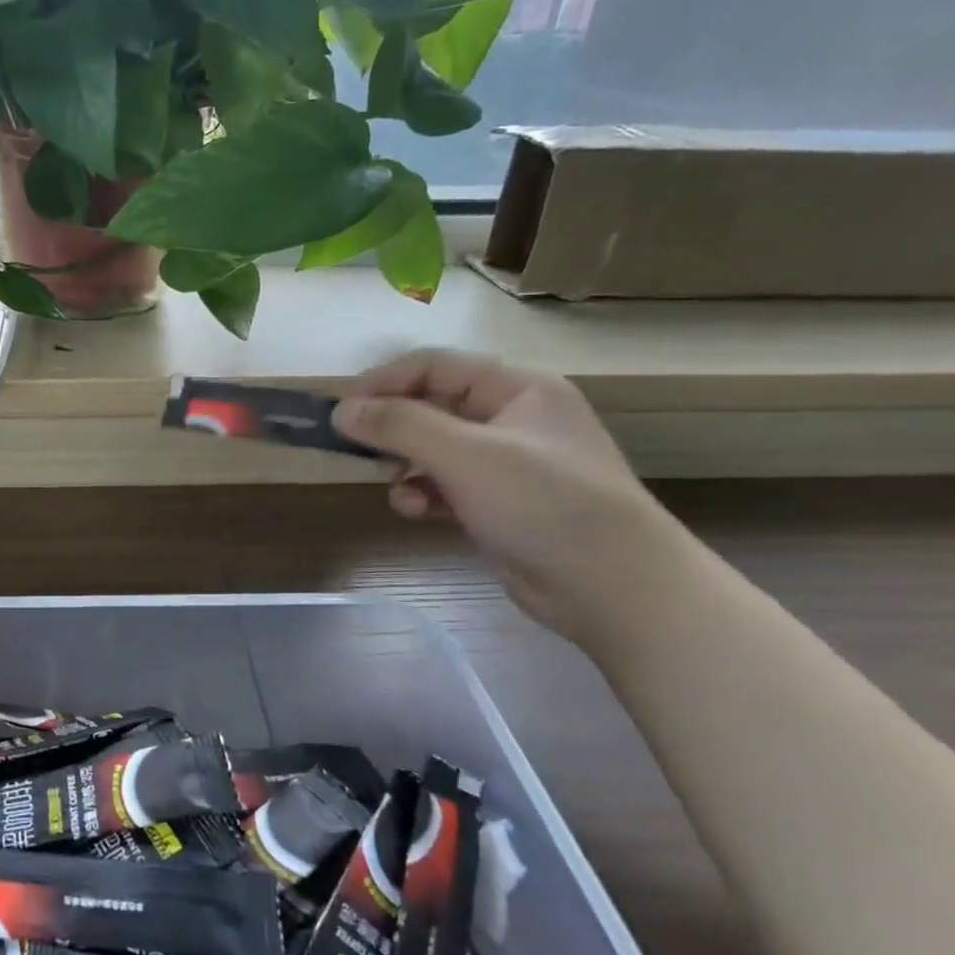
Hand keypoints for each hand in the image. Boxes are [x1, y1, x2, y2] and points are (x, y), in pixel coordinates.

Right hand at [332, 351, 690, 644]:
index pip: (435, 366)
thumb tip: (341, 411)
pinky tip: (416, 512)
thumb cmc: (544, 503)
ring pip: (434, 450)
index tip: (341, 411)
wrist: (614, 588)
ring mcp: (507, 465)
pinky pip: (445, 486)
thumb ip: (400, 426)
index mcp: (518, 390)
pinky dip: (424, 495)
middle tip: (359, 451)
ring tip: (394, 486)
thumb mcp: (466, 455)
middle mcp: (513, 419)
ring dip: (405, 465)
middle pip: (432, 407)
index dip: (384, 382)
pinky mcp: (498, 504)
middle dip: (393, 428)